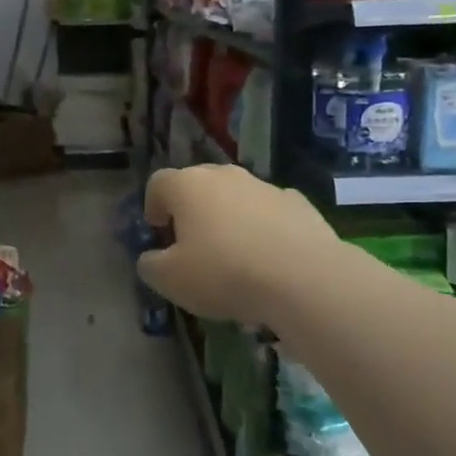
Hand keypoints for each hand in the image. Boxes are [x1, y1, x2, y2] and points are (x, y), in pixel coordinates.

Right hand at [137, 165, 339, 327]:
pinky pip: (270, 213)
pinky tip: (269, 259)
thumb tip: (151, 258)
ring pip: (237, 198)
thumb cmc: (224, 273)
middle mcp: (225, 176)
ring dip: (229, 219)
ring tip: (235, 257)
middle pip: (198, 185)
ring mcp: (265, 186)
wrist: (305, 278)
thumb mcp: (170, 280)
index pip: (158, 183)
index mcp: (187, 186)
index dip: (153, 206)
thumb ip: (150, 265)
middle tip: (193, 244)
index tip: (159, 232)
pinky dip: (264, 228)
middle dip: (192, 210)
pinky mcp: (300, 204)